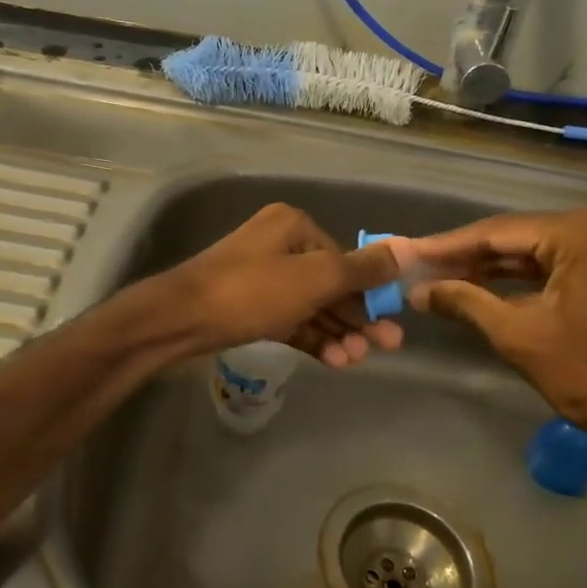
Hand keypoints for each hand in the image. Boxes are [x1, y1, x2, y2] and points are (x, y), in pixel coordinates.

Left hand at [163, 204, 405, 366]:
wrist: (179, 320)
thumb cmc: (251, 292)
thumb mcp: (314, 278)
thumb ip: (361, 269)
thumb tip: (407, 249)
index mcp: (293, 226)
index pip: (343, 259)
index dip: (369, 292)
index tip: (390, 323)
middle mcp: (278, 246)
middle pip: (330, 284)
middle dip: (357, 318)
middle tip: (386, 348)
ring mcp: (261, 278)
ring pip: (311, 306)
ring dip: (337, 333)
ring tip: (356, 361)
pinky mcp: (249, 308)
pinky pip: (290, 321)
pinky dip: (312, 338)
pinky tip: (334, 361)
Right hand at [406, 210, 586, 451]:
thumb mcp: (517, 334)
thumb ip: (464, 301)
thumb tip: (417, 291)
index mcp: (580, 233)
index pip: (498, 231)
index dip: (448, 245)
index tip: (407, 252)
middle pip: (515, 236)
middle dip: (466, 255)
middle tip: (418, 265)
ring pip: (532, 250)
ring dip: (488, 267)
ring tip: (439, 276)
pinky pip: (552, 265)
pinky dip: (516, 278)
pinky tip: (479, 286)